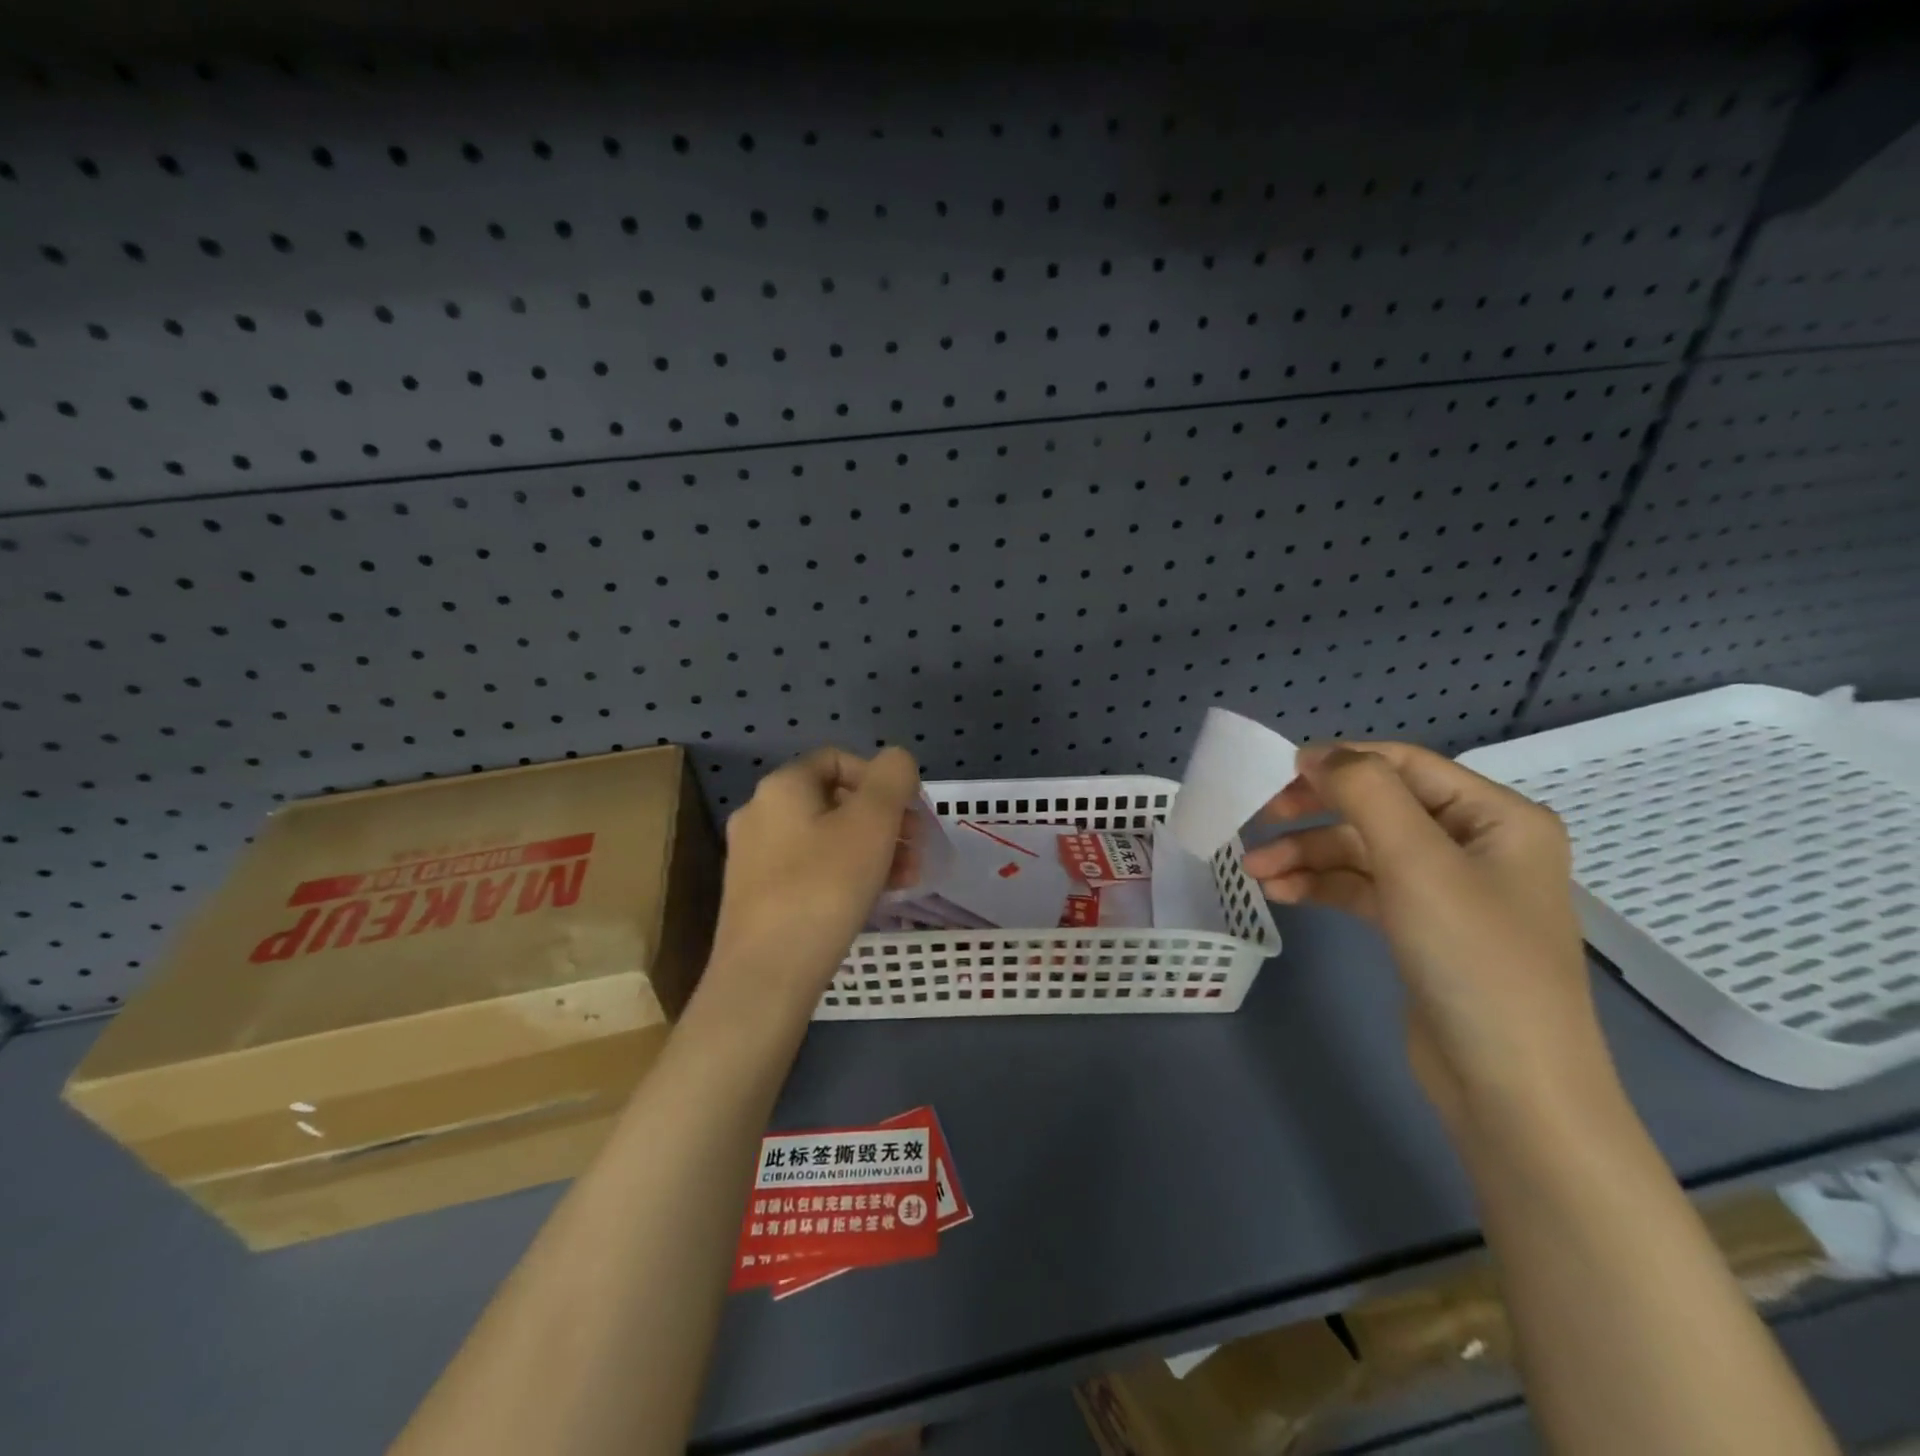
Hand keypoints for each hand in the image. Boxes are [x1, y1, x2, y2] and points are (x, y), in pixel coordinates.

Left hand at [706, 746, 921, 1008]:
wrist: (766, 975)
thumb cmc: (825, 888)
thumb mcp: (872, 822)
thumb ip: (892, 778)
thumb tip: (896, 761)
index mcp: (783, 787)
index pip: (838, 760)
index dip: (880, 779)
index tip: (909, 812)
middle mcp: (760, 813)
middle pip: (834, 801)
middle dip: (883, 820)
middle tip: (916, 849)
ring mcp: (753, 858)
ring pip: (825, 839)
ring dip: (871, 850)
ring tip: (906, 878)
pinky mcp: (756, 896)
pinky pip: (810, 870)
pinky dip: (845, 874)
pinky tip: (873, 899)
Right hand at [1242, 742, 1612, 1128]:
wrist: (1512, 1090)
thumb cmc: (1474, 960)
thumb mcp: (1418, 862)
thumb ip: (1366, 793)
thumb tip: (1318, 754)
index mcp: (1498, 817)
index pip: (1405, 765)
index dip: (1339, 762)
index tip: (1275, 774)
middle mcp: (1476, 845)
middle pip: (1379, 807)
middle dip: (1316, 813)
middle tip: (1259, 819)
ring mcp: (1448, 890)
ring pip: (1364, 850)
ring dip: (1308, 855)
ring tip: (1254, 871)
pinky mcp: (1422, 928)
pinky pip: (1364, 888)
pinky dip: (1322, 886)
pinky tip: (1281, 894)